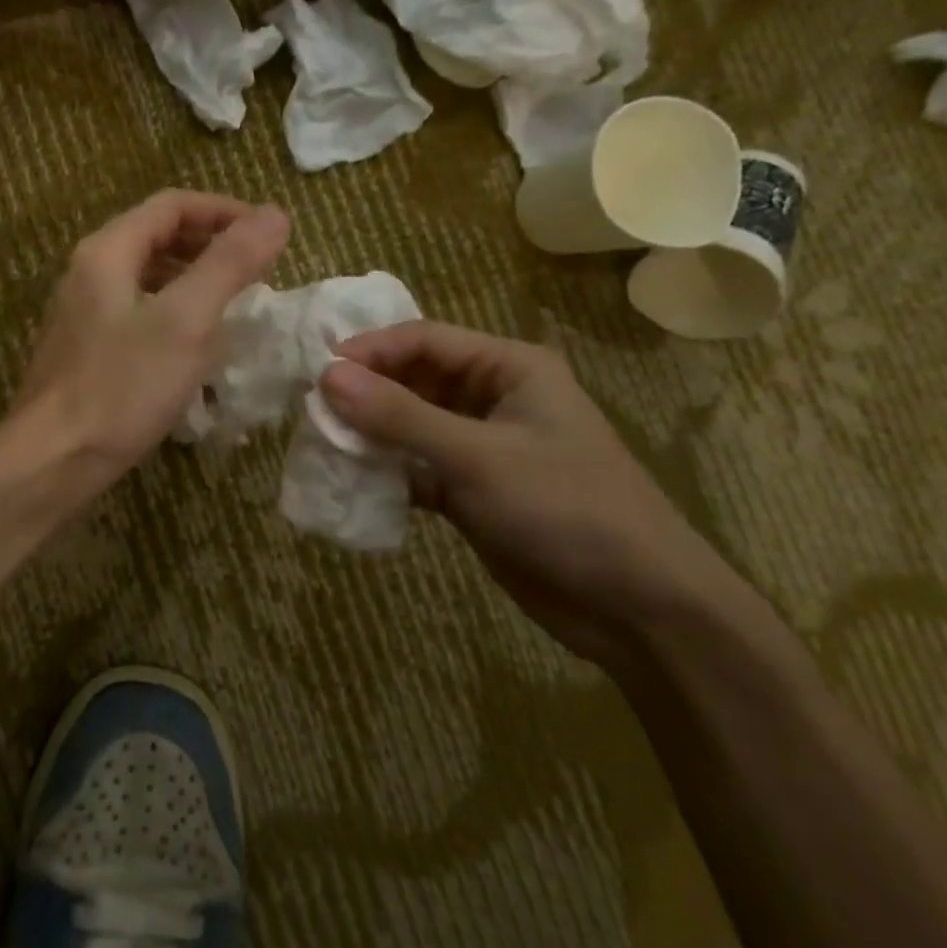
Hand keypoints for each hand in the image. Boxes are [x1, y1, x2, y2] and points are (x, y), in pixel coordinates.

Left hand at [15, 190, 290, 484]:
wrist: (53, 460)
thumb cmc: (122, 387)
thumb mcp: (186, 321)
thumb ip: (229, 263)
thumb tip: (275, 214)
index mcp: (107, 252)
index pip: (171, 206)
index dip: (224, 211)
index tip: (267, 235)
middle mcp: (88, 272)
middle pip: (156, 236)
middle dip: (210, 244)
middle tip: (255, 269)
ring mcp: (81, 312)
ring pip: (146, 277)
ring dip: (193, 279)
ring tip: (233, 303)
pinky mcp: (84, 349)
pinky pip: (136, 312)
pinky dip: (172, 312)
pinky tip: (194, 344)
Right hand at [319, 322, 741, 664]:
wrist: (636, 607)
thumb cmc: (564, 509)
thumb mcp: (477, 457)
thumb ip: (399, 416)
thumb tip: (326, 376)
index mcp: (509, 368)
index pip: (425, 340)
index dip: (370, 350)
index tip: (317, 371)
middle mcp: (492, 398)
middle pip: (414, 380)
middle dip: (365, 392)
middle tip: (310, 408)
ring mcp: (481, 447)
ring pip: (410, 425)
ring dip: (370, 433)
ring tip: (320, 441)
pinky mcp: (472, 490)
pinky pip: (416, 467)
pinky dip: (386, 472)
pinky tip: (350, 480)